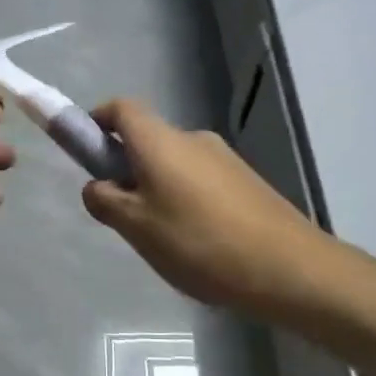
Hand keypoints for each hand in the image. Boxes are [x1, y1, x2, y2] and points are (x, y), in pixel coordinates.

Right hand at [81, 99, 331, 315]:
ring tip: (164, 238)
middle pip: (148, 139)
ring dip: (157, 188)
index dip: (96, 122)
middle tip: (123, 215)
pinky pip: (201, 180)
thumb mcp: (136, 227)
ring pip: (174, 164)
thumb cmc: (199, 243)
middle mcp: (193, 138)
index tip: (87, 155)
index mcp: (160, 141)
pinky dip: (186, 199)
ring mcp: (224, 158)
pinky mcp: (247, 181)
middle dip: (127, 168)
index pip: (120, 108)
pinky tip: (197, 242)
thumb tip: (97, 185)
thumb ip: (105, 200)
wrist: (288, 267)